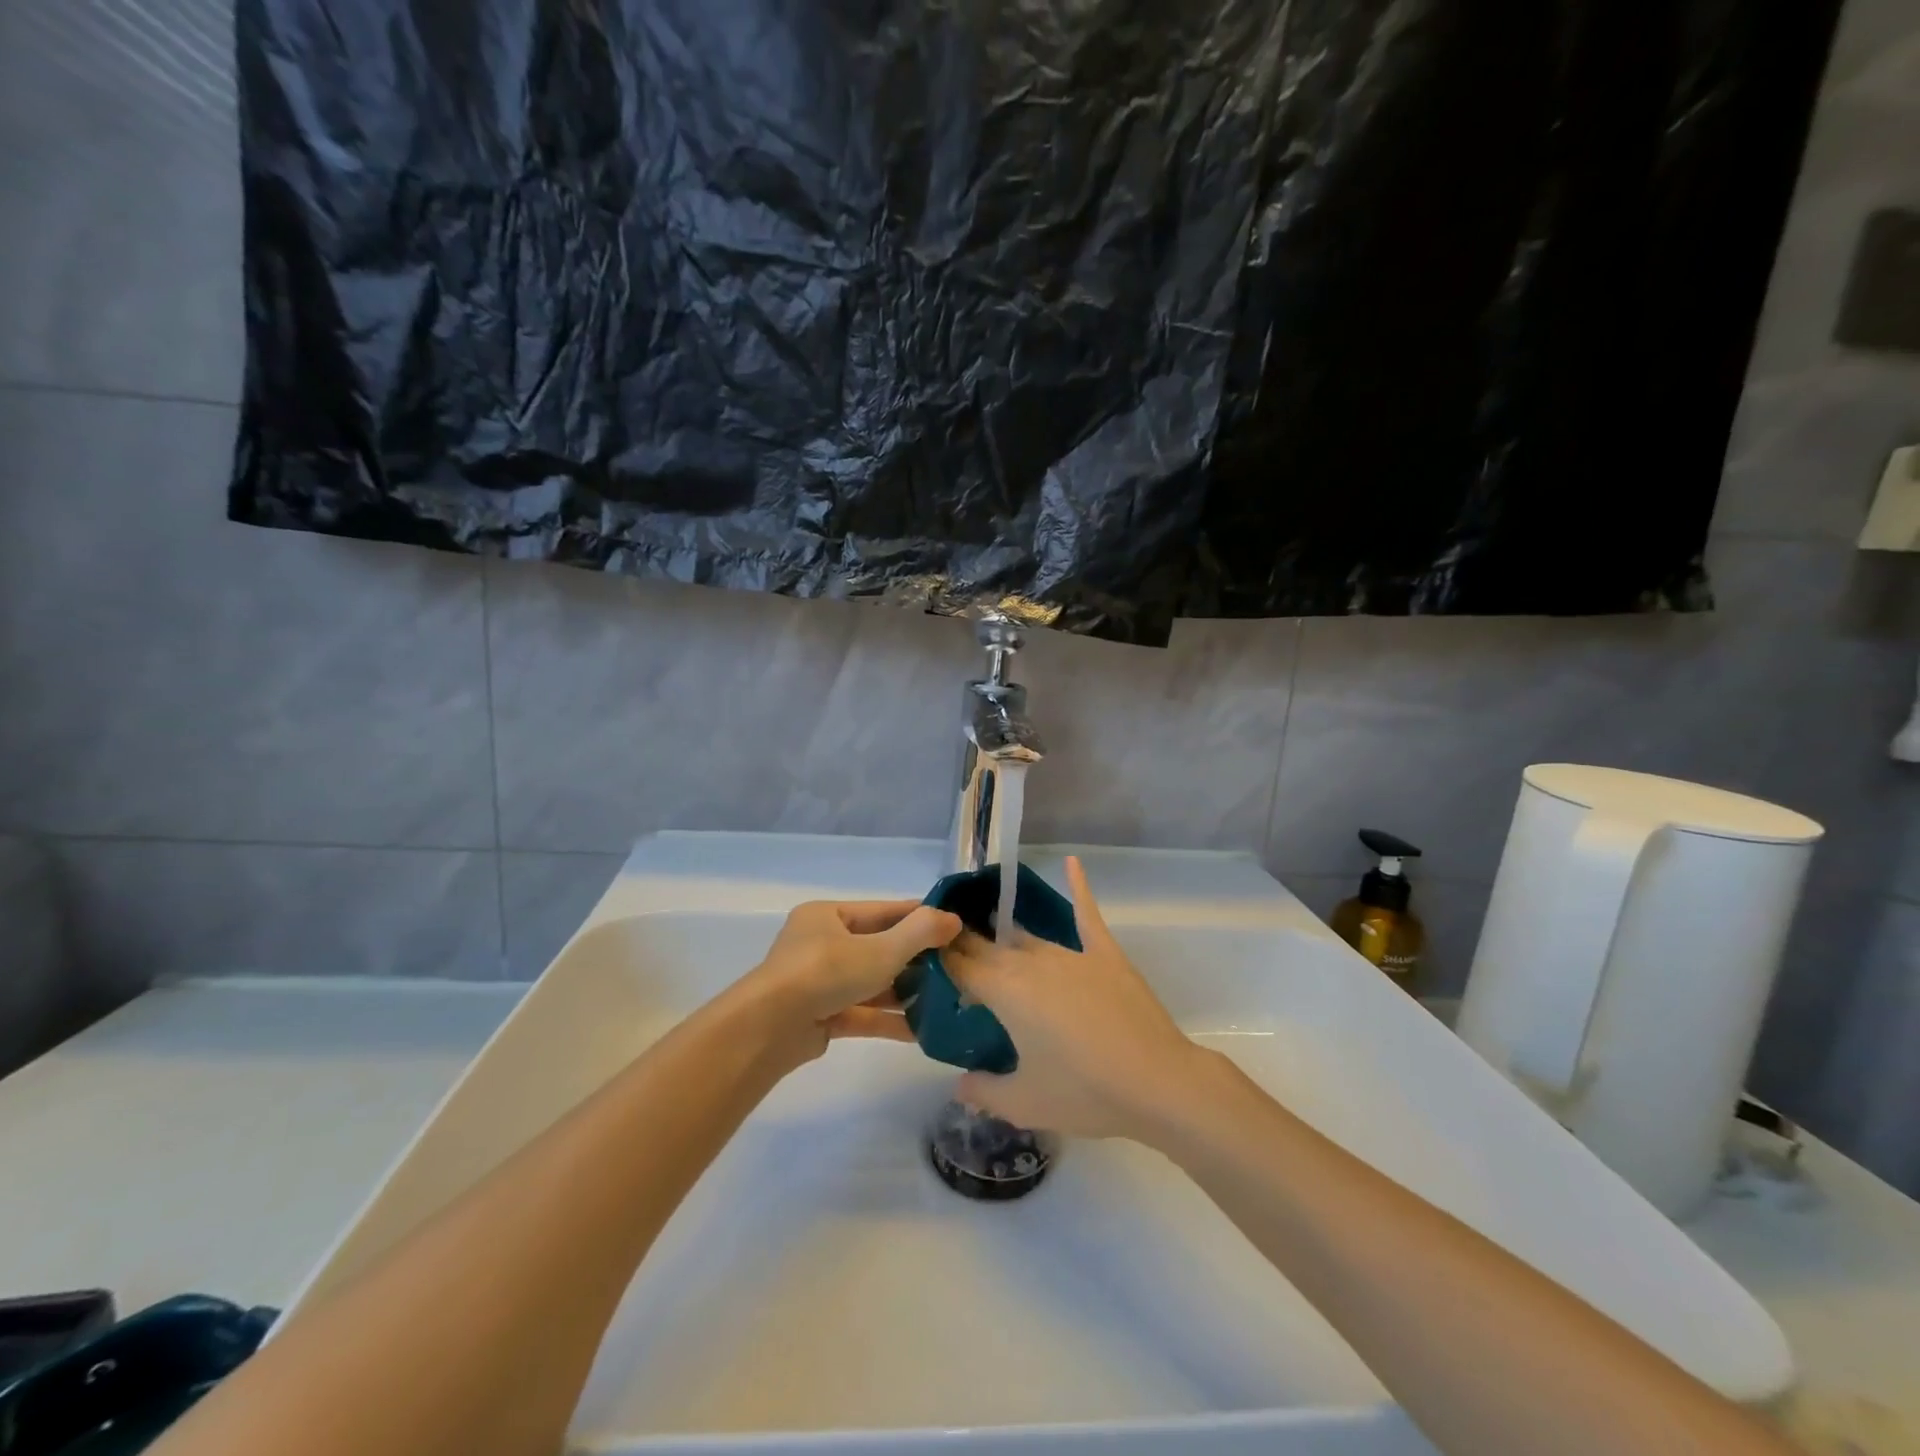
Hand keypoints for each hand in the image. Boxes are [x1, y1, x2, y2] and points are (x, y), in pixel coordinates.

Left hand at [739, 899, 961, 1065]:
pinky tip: (921, 1031)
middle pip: (877, 947)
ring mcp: (819, 983)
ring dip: (903, 992)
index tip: (953, 926)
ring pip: (870, 983)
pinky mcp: (821, 1016)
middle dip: (915, 959)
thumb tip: (953, 919)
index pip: (882, 912)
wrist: (769, 1029)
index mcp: (828, 916)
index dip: (918, 917)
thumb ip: (919, 933)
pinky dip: (887, 1020)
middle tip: (954, 966)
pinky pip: (861, 1013)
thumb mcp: (880, 949)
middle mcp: (821, 945)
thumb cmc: (825, 973)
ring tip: (943, 1000)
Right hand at [940, 856, 1206, 1138]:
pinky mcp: (1105, 954)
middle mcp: (1031, 963)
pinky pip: (1086, 914)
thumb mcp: (1025, 1103)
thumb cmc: (1086, 1093)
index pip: (960, 966)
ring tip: (986, 930)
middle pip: (988, 948)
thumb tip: (959, 1084)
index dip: (938, 958)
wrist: (1158, 1083)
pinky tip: (1070, 862)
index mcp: (1005, 992)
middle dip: (964, 946)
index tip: (921, 954)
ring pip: (1026, 939)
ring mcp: (1070, 954)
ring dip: (1004, 938)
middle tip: (946, 948)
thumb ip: (983, 1091)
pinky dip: (1078, 887)